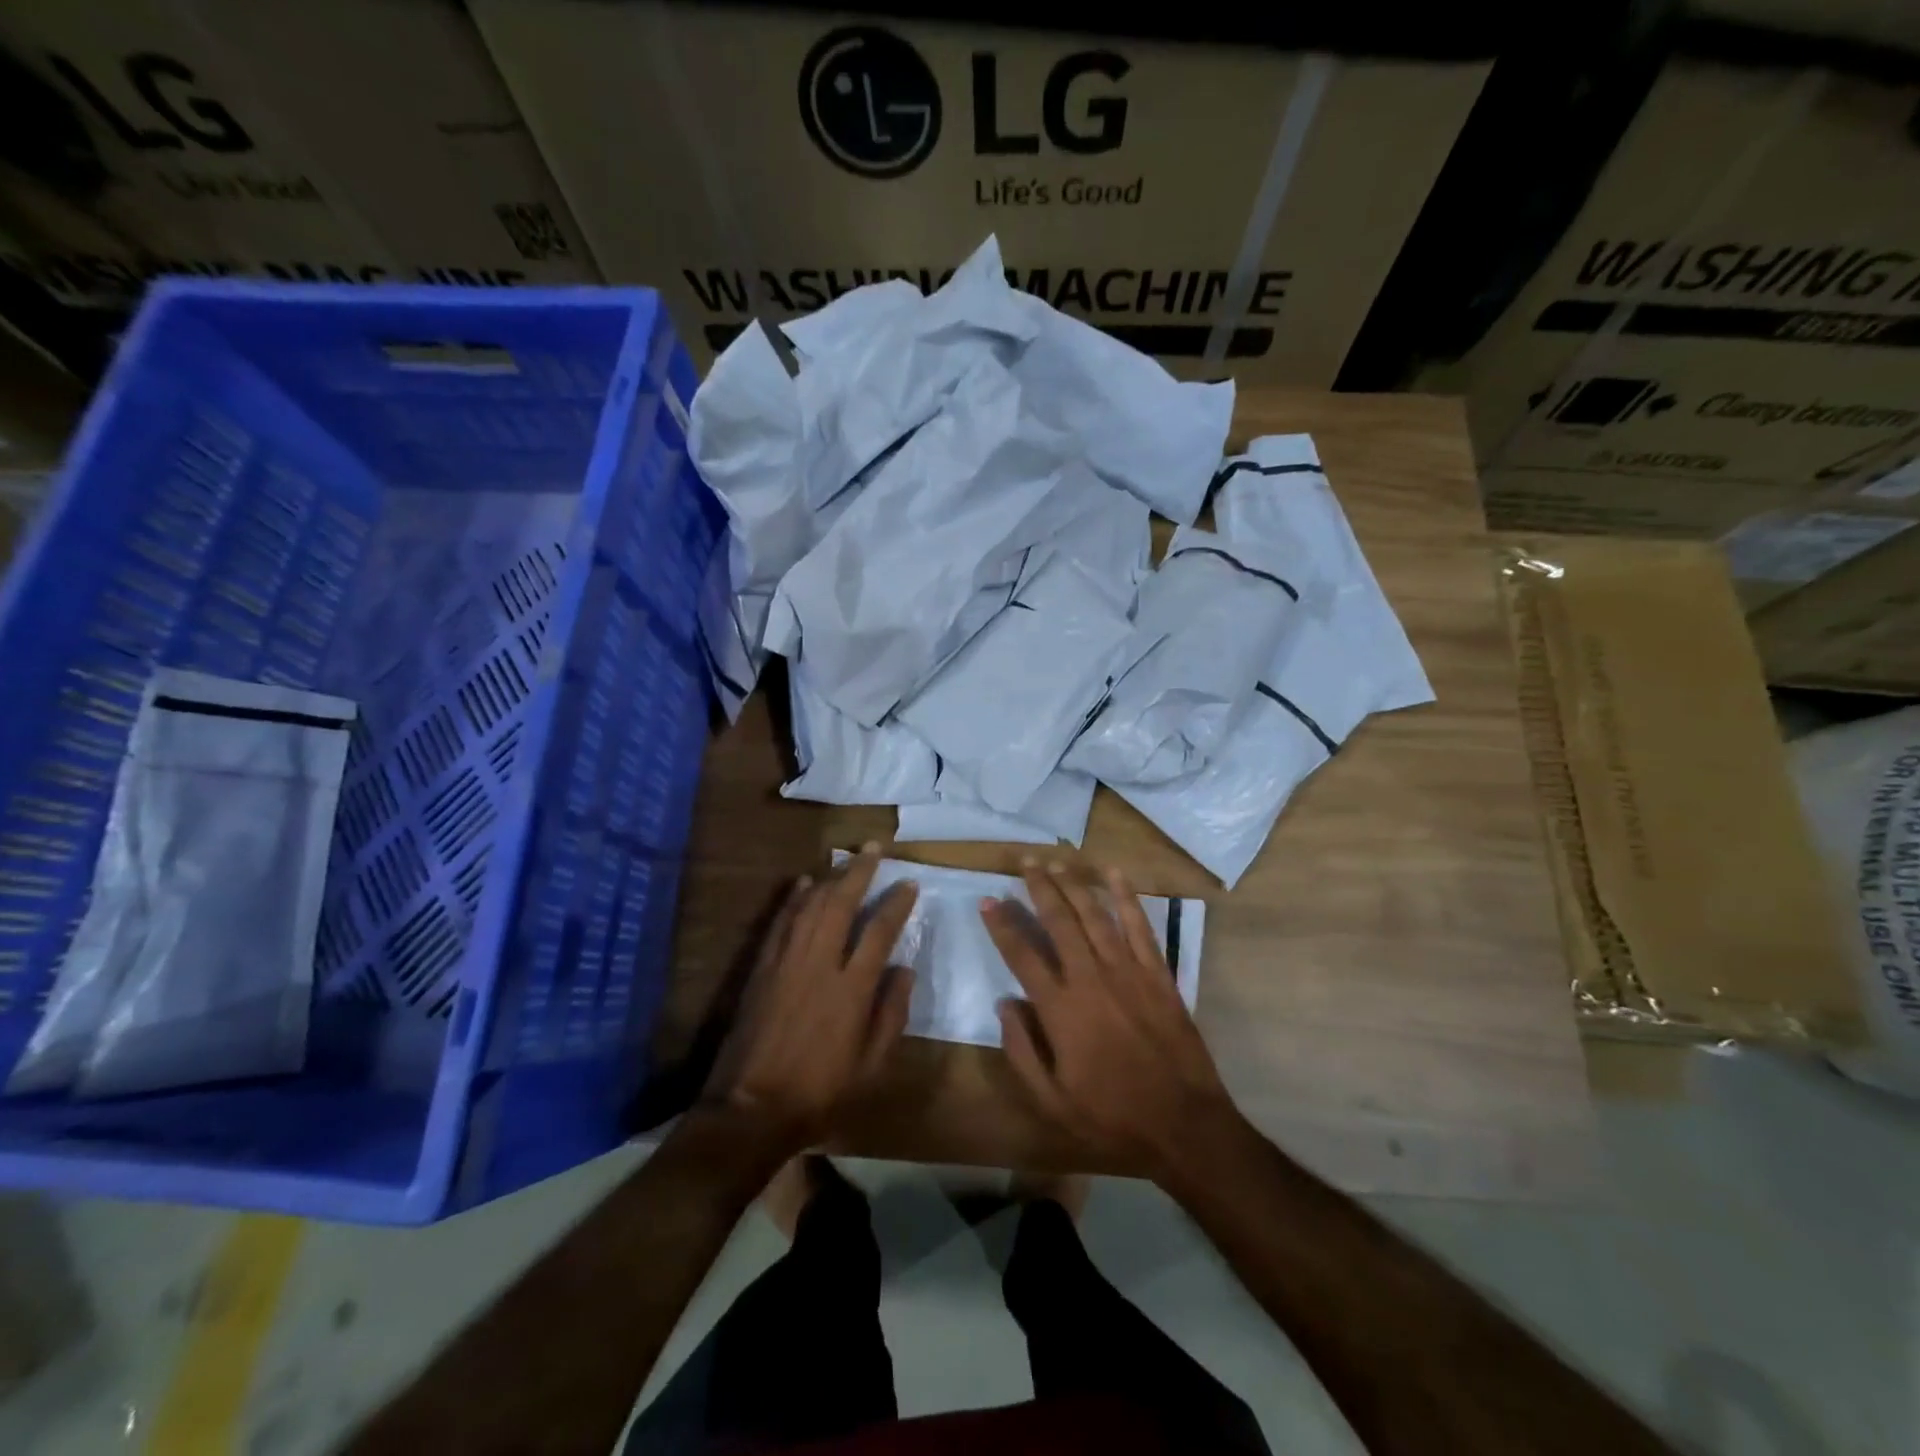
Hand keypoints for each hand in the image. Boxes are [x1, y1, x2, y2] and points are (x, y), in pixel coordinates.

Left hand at [704, 846, 916, 1153]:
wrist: (752, 1108)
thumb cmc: (820, 1091)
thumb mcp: (870, 1064)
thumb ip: (891, 1014)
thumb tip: (904, 970)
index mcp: (852, 989)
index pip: (880, 931)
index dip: (896, 904)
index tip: (909, 884)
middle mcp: (820, 964)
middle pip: (841, 904)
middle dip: (859, 872)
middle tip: (874, 848)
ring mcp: (786, 962)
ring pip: (810, 906)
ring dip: (829, 878)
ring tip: (845, 859)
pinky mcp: (762, 968)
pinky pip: (780, 923)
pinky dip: (793, 900)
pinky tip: (803, 883)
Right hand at [982, 861, 1239, 1181]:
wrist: (1183, 1124)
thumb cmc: (1112, 1117)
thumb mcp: (1052, 1102)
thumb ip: (1022, 1051)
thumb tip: (1006, 1004)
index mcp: (1061, 1009)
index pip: (1022, 955)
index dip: (1002, 925)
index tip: (988, 900)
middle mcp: (1091, 979)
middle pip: (1059, 922)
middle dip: (1039, 888)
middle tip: (1026, 862)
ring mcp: (1128, 972)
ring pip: (1095, 916)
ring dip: (1074, 885)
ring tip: (1057, 862)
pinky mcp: (1158, 974)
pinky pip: (1140, 926)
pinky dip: (1126, 897)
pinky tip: (1114, 873)